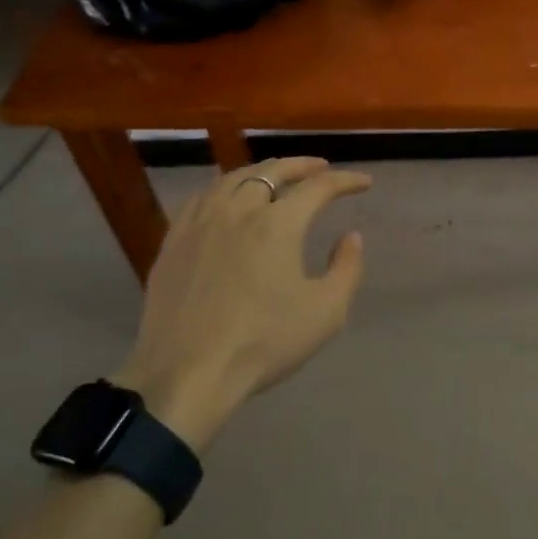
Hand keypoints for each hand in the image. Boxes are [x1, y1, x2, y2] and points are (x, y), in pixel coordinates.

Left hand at [116, 158, 369, 451]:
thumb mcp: (325, 312)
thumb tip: (351, 237)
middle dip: (302, 166)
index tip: (363, 183)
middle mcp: (238, 209)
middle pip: (273, 171)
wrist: (187, 372)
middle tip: (321, 168)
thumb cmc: (264, 343)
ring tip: (276, 176)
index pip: (318, 187)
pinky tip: (227, 198)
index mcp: (277, 223)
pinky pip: (203, 197)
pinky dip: (225, 187)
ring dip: (262, 171)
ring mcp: (200, 222)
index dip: (345, 181)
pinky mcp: (174, 240)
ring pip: (233, 178)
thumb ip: (346, 268)